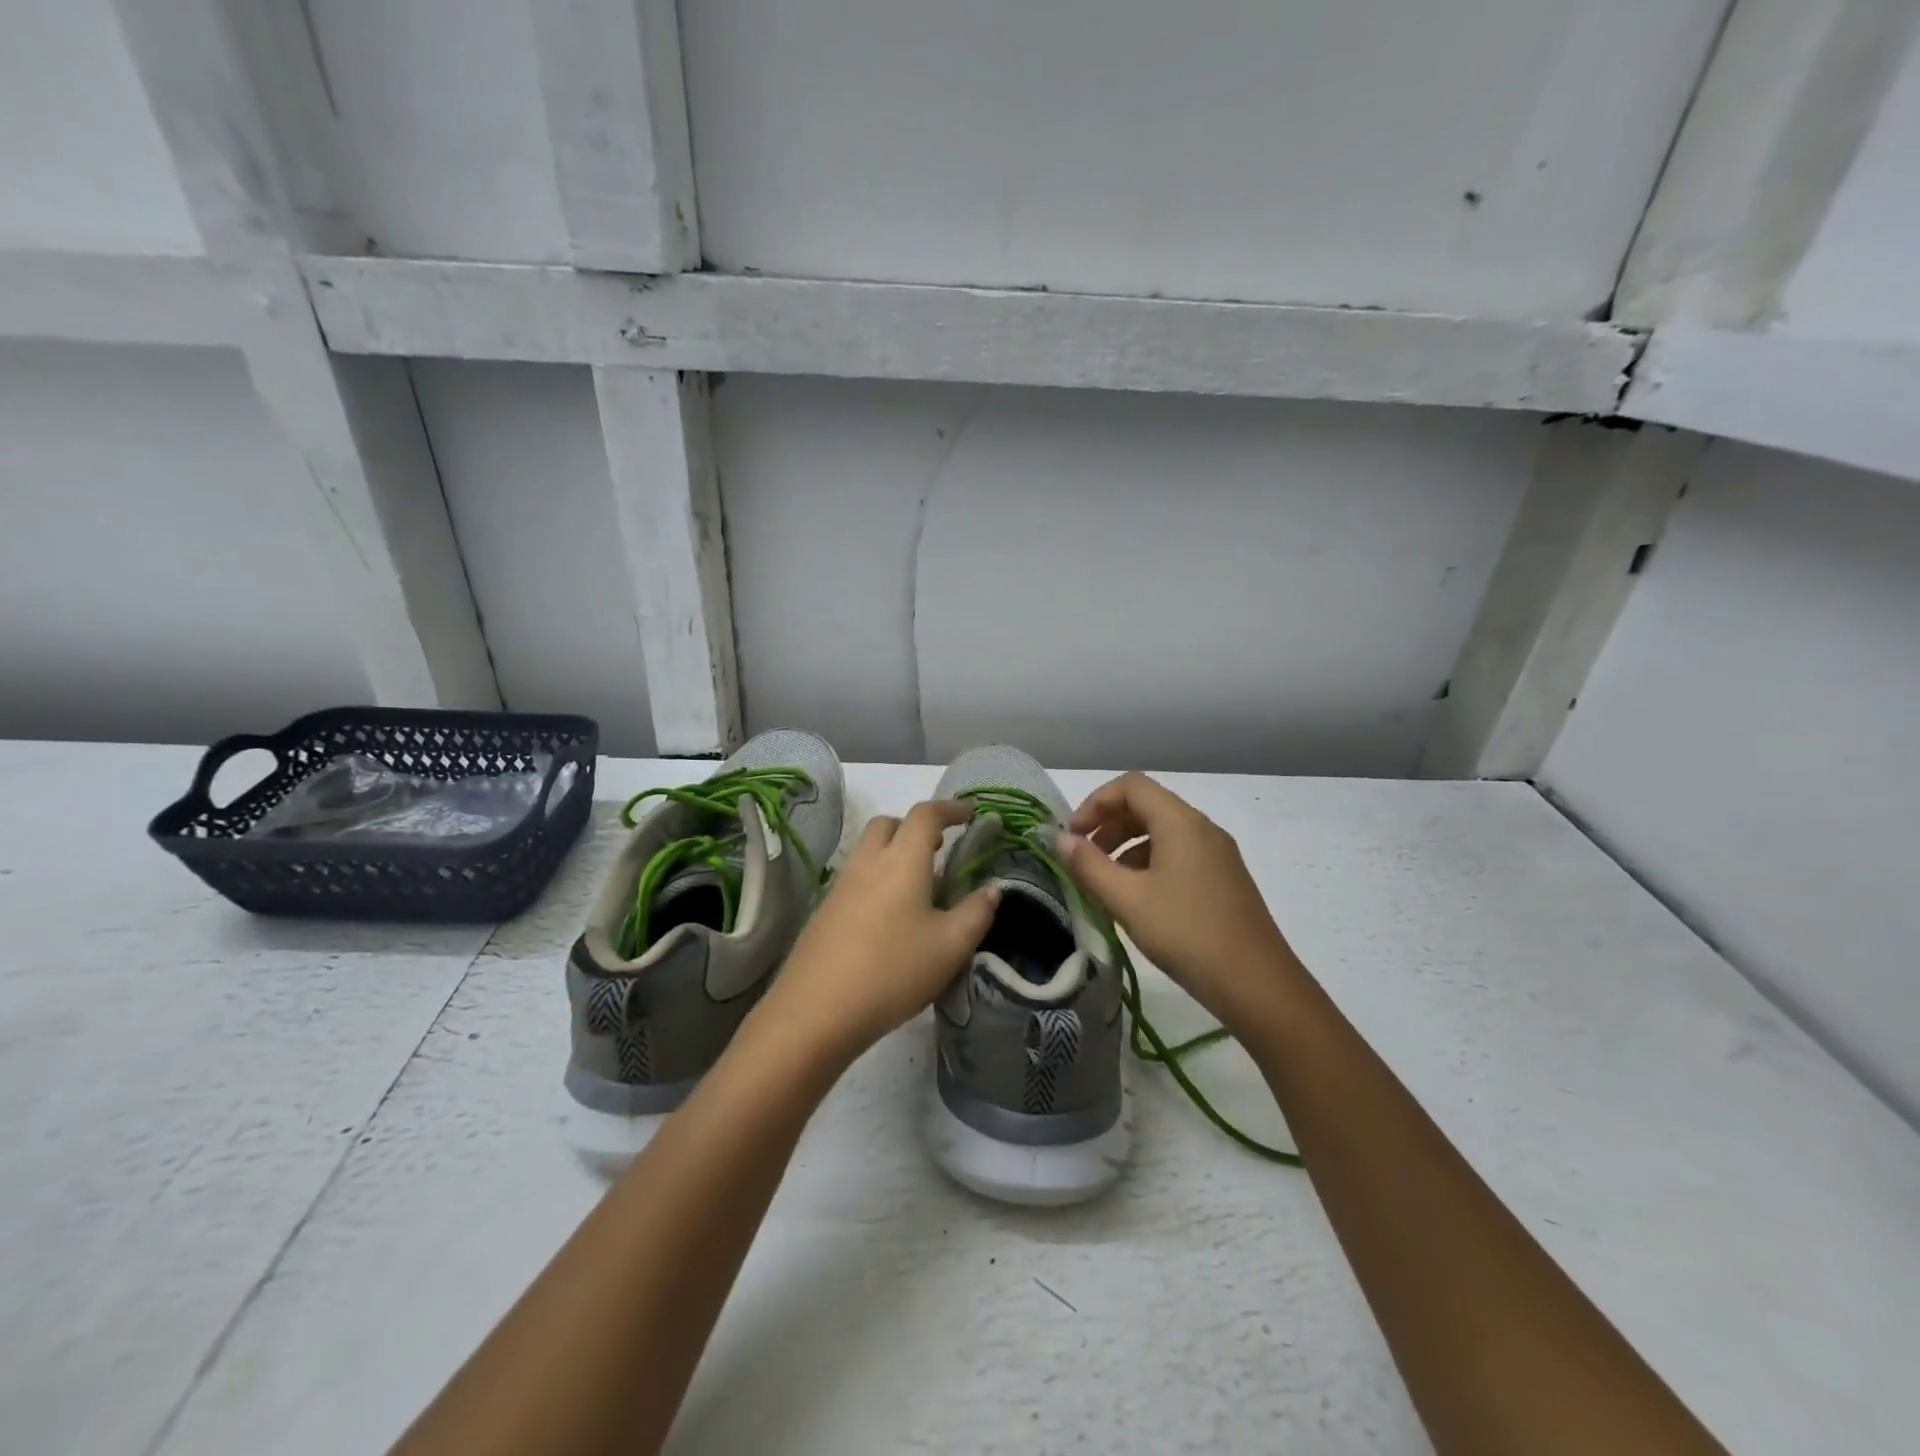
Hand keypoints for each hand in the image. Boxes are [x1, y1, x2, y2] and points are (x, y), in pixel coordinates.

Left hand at [760, 799, 999, 1063]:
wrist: (816, 1012)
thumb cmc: (893, 971)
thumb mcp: (950, 946)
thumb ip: (977, 912)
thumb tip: (992, 888)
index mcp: (902, 860)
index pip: (926, 815)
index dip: (951, 808)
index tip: (970, 813)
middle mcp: (868, 862)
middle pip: (889, 824)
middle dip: (915, 827)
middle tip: (940, 849)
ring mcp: (840, 886)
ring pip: (869, 850)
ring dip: (895, 853)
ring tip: (920, 888)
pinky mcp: (824, 912)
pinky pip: (856, 878)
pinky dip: (878, 880)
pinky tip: (890, 919)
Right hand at [1058, 772, 1299, 1029]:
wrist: (1257, 984)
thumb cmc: (1186, 934)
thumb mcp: (1127, 900)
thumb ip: (1089, 865)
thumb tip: (1060, 839)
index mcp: (1181, 822)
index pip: (1130, 786)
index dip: (1094, 803)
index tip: (1073, 837)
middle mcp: (1202, 828)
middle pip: (1147, 805)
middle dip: (1108, 824)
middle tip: (1083, 858)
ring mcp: (1217, 854)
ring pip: (1162, 832)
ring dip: (1126, 846)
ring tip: (1105, 883)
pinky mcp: (1224, 880)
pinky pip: (1178, 854)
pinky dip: (1149, 863)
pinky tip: (1138, 900)